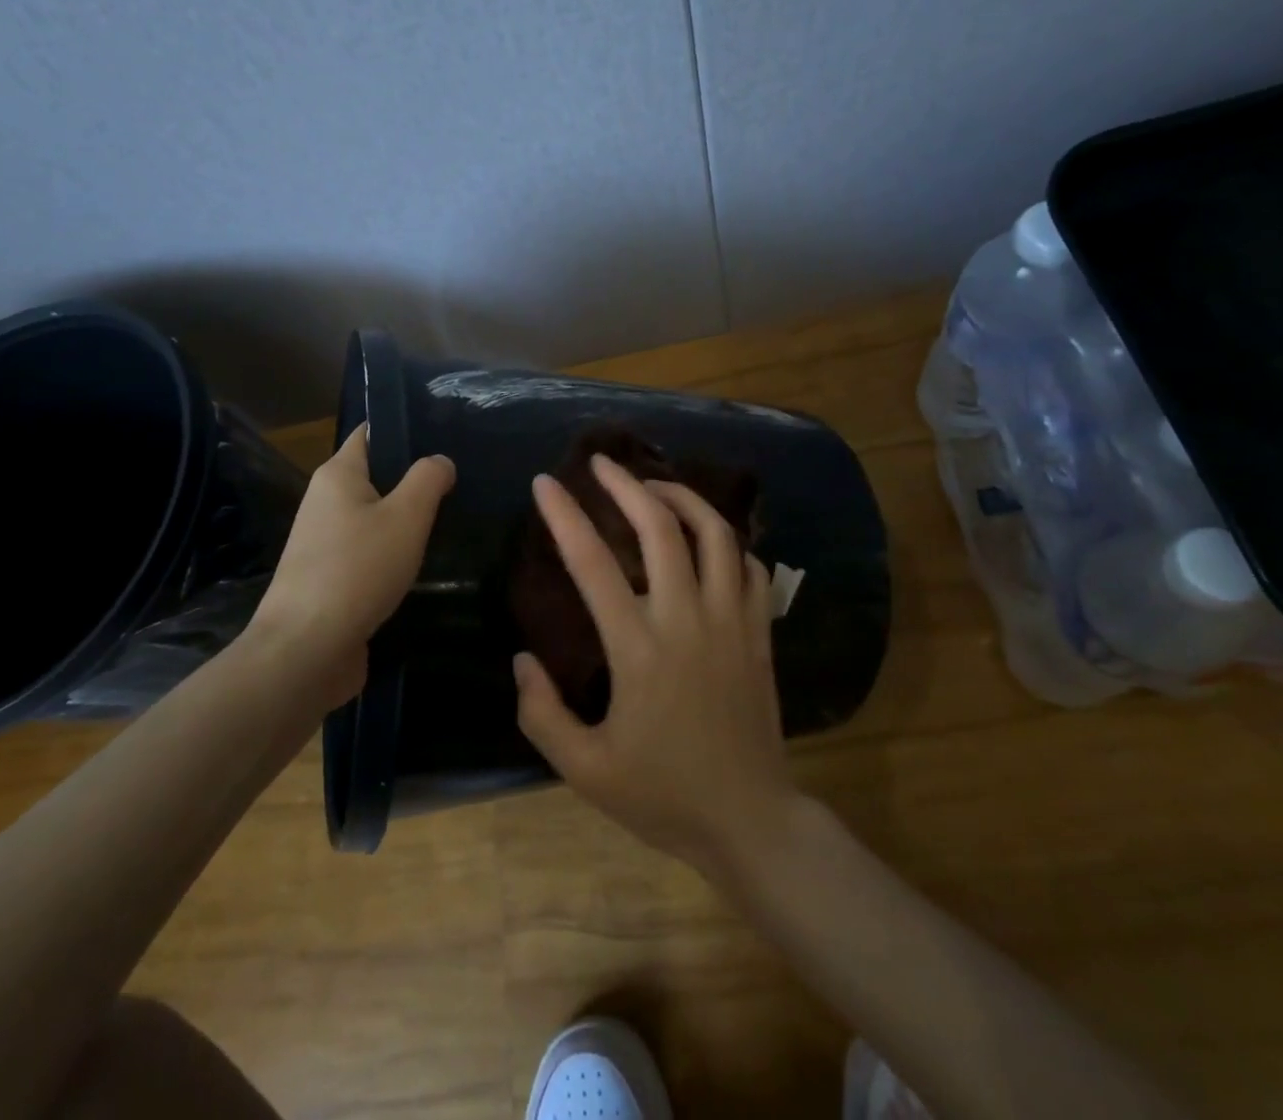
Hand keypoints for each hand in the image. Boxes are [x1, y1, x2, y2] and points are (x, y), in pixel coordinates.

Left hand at [252, 424, 453, 707]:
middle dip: (412, 479)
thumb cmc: (358, 569)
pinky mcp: (329, 580)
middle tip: (460, 481)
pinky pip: (367, 553)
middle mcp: (324, 502)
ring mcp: (323, 544)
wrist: (307, 649)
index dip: (404, 429)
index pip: (370, 434)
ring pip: (373, 518)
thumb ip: (428, 480)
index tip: (445, 433)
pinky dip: (392, 554)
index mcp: (337, 475)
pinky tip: (421, 564)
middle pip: (374, 477)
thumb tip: (440, 460)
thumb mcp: (406, 516)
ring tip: (450, 520)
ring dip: (405, 521)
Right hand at [513, 454, 796, 876]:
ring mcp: (731, 621)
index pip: (593, 564)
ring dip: (683, 498)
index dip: (565, 517)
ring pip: (715, 534)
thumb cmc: (663, 795)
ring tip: (655, 485)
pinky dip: (727, 541)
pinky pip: (749, 566)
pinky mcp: (759, 632)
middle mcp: (687, 620)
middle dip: (627, 486)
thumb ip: (542, 713)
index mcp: (639, 649)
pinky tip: (707, 539)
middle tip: (602, 463)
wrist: (750, 820)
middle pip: (660, 528)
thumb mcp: (584, 770)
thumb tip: (522, 659)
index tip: (545, 484)